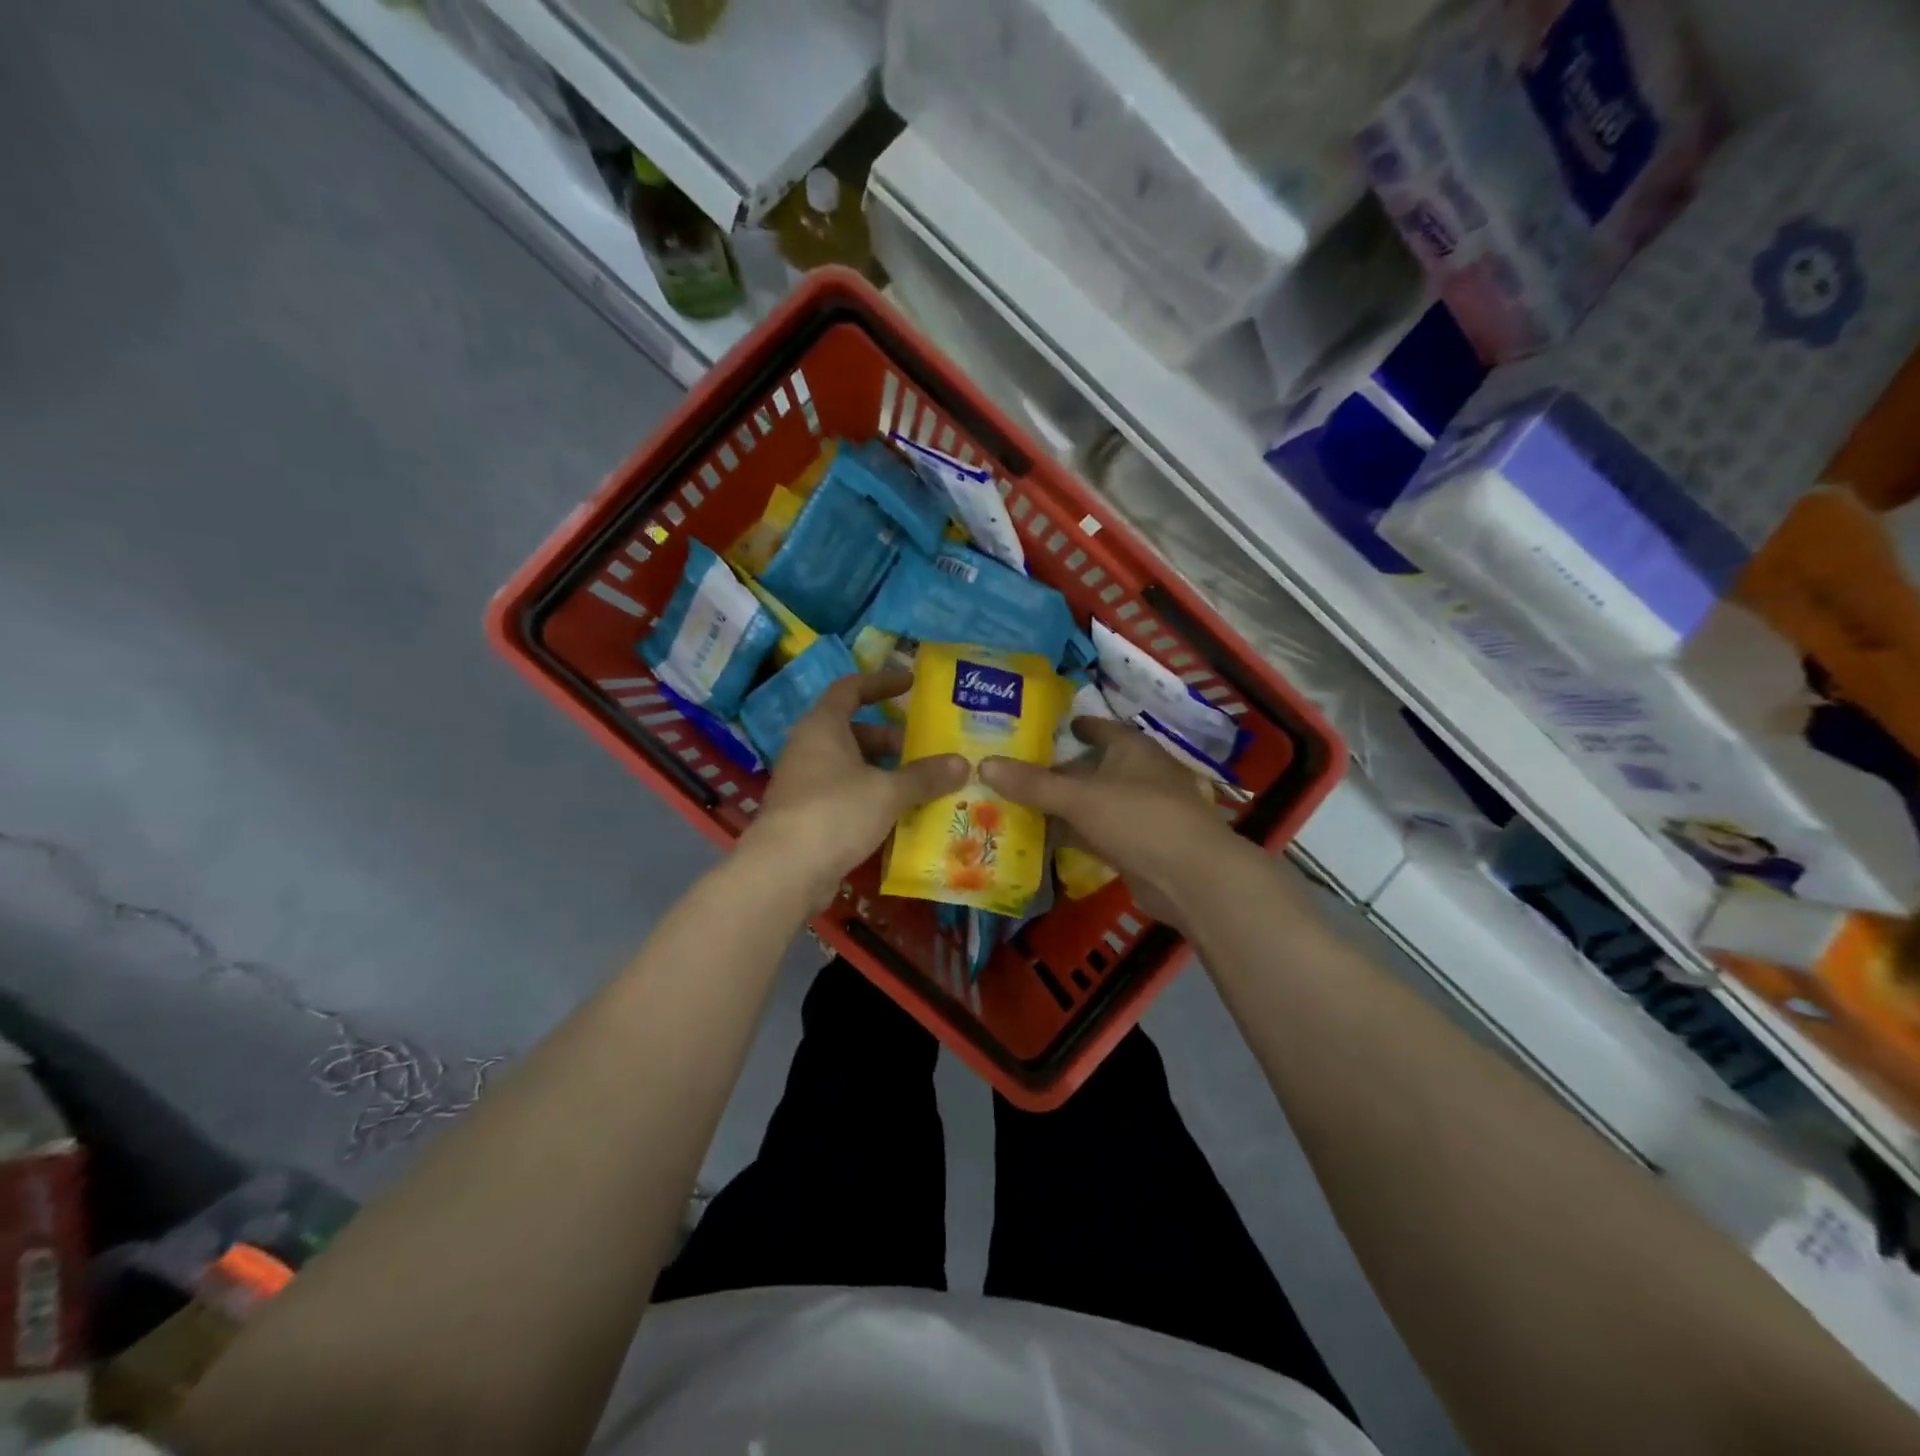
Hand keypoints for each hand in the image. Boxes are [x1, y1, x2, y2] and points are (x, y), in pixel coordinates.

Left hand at [743, 670, 967, 909]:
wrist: (784, 871)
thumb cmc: (836, 812)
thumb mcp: (888, 792)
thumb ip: (925, 776)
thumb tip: (963, 763)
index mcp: (823, 726)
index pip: (851, 689)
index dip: (881, 682)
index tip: (911, 684)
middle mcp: (809, 747)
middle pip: (854, 731)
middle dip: (891, 739)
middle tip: (926, 750)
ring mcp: (804, 782)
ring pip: (850, 766)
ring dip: (883, 772)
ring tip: (921, 785)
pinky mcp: (805, 815)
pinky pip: (844, 795)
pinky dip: (871, 798)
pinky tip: (898, 816)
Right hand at [980, 719, 1242, 927]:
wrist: (1191, 878)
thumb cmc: (1139, 819)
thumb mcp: (1080, 797)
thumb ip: (1033, 783)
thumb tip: (984, 763)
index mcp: (1131, 748)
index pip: (1098, 727)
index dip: (1072, 726)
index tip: (1041, 728)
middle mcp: (1136, 774)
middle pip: (1089, 766)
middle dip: (1054, 770)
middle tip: (1011, 769)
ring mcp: (1137, 812)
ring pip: (1089, 802)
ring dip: (1059, 804)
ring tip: (1013, 801)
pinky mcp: (1134, 845)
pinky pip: (1093, 832)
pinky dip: (1070, 832)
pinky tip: (1038, 837)